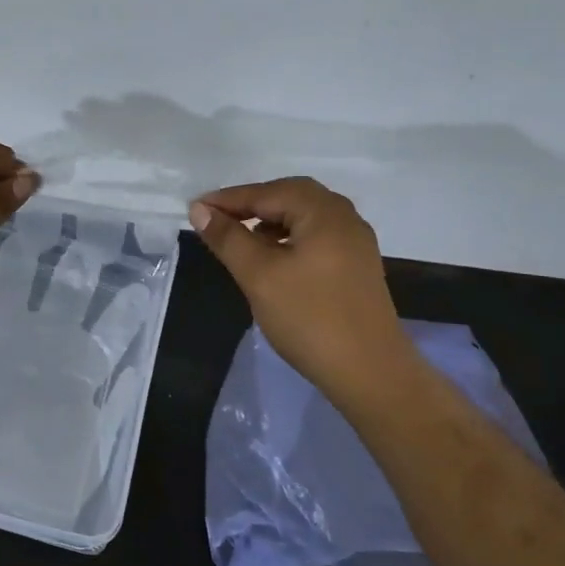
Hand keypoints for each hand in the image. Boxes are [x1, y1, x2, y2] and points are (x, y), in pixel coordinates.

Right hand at [190, 177, 420, 399]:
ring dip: (270, 221)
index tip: (195, 209)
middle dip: (251, 204)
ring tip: (240, 240)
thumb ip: (228, 238)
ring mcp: (356, 242)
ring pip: (304, 217)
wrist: (369, 373)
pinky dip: (288, 237)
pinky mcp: (357, 266)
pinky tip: (272, 259)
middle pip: (290, 196)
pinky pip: (316, 236)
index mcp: (324, 212)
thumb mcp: (258, 275)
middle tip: (218, 219)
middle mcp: (345, 218)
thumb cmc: (309, 318)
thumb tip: (200, 210)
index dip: (228, 199)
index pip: (267, 192)